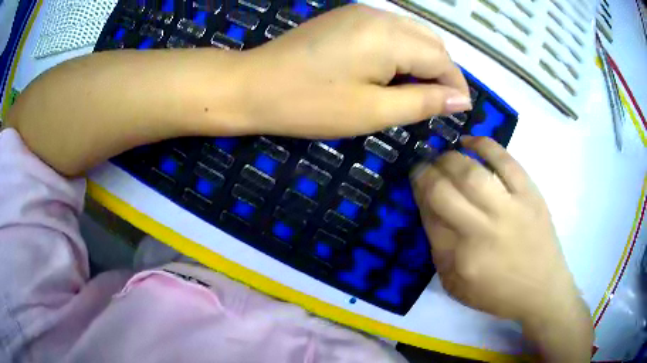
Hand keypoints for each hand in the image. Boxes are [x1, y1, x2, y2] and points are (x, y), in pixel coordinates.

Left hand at [238, 4, 470, 136]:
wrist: (253, 85)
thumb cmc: (310, 104)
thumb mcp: (372, 111)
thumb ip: (422, 102)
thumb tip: (460, 100)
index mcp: (390, 37)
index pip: (442, 58)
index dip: (455, 85)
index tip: (458, 111)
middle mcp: (380, 16)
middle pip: (431, 42)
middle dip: (441, 72)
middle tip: (433, 104)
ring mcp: (361, 12)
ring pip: (412, 33)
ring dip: (422, 61)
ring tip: (412, 91)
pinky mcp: (346, 16)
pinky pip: (390, 30)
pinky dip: (401, 50)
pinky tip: (389, 71)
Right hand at [411, 137, 592, 360]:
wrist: (542, 289)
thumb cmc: (498, 294)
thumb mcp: (457, 288)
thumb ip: (439, 254)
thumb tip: (431, 213)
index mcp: (461, 258)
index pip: (430, 216)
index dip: (419, 194)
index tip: (416, 183)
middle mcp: (482, 231)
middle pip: (444, 191)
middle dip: (426, 173)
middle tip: (423, 166)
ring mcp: (509, 208)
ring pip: (471, 173)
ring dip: (449, 158)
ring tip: (444, 156)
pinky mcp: (529, 194)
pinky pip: (505, 161)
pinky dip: (485, 146)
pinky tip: (470, 141)